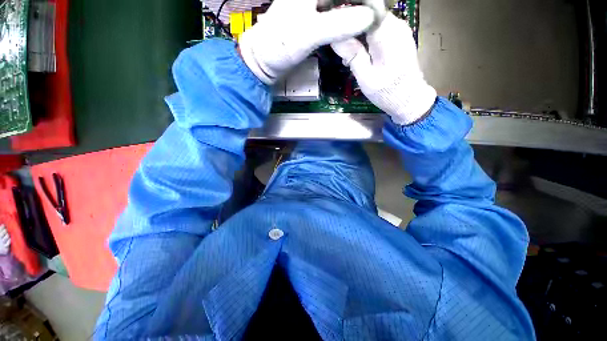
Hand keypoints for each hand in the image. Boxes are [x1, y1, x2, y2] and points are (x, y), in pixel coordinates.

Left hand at [239, 0, 374, 84]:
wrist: (264, 59)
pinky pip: (337, 9)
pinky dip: (348, 15)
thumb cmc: (279, 46)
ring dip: (358, 6)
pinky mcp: (315, 16)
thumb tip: (369, 17)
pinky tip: (357, 23)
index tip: (379, 7)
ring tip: (373, 16)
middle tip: (379, 13)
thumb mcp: (308, 34)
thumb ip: (338, 24)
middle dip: (364, 1)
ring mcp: (314, 3)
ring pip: (342, 0)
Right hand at [332, 13, 436, 124]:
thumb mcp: (365, 77)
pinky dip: (367, 39)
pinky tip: (361, 55)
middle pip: (368, 13)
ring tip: (348, 56)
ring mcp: (400, 30)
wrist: (409, 99)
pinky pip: (379, 30)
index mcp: (386, 32)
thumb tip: (335, 36)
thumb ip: (353, 54)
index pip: (365, 7)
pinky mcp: (400, 37)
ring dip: (357, 34)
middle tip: (340, 48)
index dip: (348, 10)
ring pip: (372, 21)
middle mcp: (396, 24)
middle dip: (351, 26)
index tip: (335, 23)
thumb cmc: (387, 91)